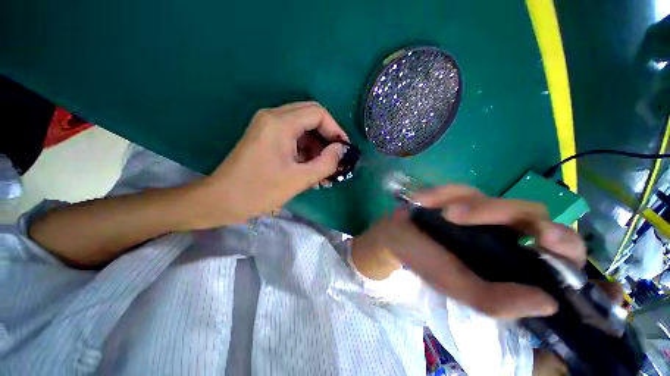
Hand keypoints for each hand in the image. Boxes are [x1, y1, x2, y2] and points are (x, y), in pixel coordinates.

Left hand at [192, 102, 348, 227]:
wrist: (221, 200)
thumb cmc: (259, 191)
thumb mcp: (299, 179)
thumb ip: (326, 163)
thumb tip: (341, 150)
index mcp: (280, 123)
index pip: (318, 113)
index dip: (336, 129)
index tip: (343, 149)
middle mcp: (273, 117)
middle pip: (311, 116)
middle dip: (327, 136)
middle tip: (335, 158)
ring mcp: (267, 125)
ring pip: (302, 126)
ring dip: (316, 145)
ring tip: (324, 168)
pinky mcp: (265, 136)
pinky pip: (292, 136)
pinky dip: (305, 149)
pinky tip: (310, 167)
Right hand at [352, 185, 586, 317]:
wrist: (395, 235)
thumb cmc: (424, 261)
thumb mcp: (456, 286)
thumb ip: (495, 301)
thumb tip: (549, 304)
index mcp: (510, 262)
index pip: (558, 251)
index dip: (562, 242)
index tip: (544, 237)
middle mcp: (503, 234)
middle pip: (529, 213)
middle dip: (501, 211)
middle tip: (469, 215)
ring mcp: (480, 212)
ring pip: (492, 197)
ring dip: (467, 203)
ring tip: (440, 211)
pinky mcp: (459, 196)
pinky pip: (459, 188)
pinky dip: (442, 193)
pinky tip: (423, 200)